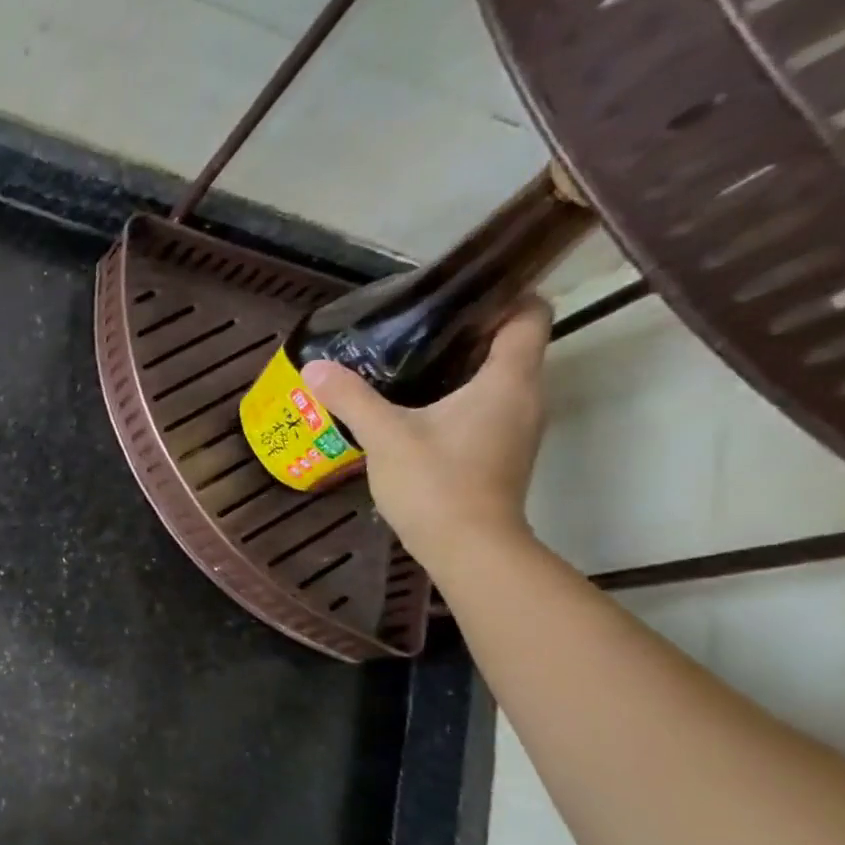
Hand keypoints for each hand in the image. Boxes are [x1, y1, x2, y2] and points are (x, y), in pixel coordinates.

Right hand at [301, 297, 551, 565]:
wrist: (468, 547)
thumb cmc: (436, 482)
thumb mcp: (385, 435)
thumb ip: (351, 397)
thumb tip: (315, 367)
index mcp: (509, 380)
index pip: (529, 314)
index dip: (501, 296)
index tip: (455, 297)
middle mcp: (525, 396)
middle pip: (510, 346)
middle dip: (467, 333)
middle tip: (414, 331)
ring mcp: (517, 427)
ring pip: (497, 379)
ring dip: (460, 369)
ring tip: (407, 367)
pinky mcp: (501, 452)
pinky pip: (486, 408)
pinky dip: (458, 400)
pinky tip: (415, 411)